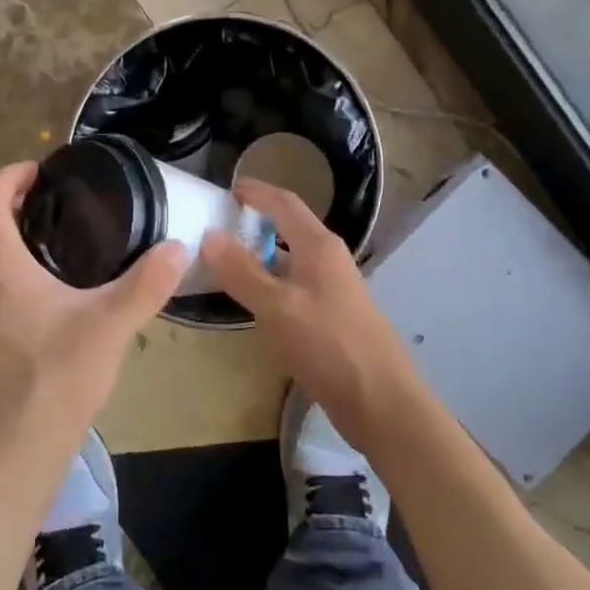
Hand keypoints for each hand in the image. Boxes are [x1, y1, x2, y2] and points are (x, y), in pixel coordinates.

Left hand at [0, 162, 188, 502]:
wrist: (9, 460)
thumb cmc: (51, 384)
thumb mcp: (108, 329)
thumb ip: (145, 285)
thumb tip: (179, 246)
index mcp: (0, 271)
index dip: (7, 177)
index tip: (41, 168)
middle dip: (5, 200)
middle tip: (50, 194)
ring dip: (7, 234)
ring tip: (58, 231)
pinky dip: (16, 267)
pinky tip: (58, 287)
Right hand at [203, 178, 419, 453]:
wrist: (380, 400)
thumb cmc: (328, 345)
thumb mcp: (276, 307)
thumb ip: (241, 271)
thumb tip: (209, 234)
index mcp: (319, 246)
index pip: (284, 202)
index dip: (255, 191)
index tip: (224, 189)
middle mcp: (328, 260)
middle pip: (289, 228)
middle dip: (256, 222)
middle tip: (217, 227)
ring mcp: (333, 289)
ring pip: (291, 260)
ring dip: (261, 255)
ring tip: (225, 262)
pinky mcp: (332, 317)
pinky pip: (295, 287)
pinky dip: (270, 284)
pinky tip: (252, 303)